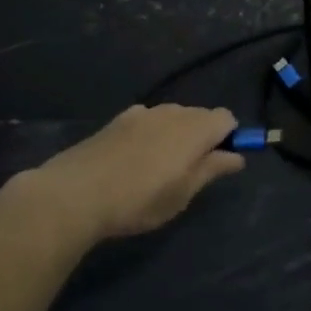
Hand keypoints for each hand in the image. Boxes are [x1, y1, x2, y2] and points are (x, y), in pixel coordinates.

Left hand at [4, 104, 244, 254]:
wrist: (74, 194)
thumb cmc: (139, 199)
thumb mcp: (183, 193)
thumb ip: (212, 169)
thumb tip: (237, 156)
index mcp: (195, 128)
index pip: (227, 118)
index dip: (229, 138)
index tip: (218, 164)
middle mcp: (172, 112)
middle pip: (200, 115)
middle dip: (203, 137)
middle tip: (189, 172)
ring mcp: (141, 113)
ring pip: (172, 117)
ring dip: (175, 135)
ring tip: (159, 168)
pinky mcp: (116, 121)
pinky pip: (146, 121)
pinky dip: (150, 134)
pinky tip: (134, 160)